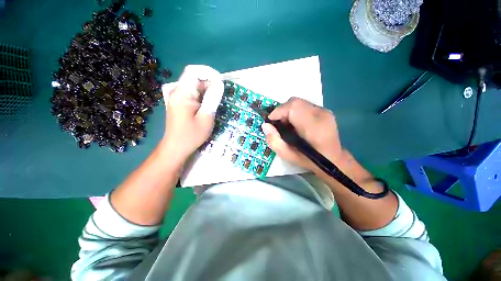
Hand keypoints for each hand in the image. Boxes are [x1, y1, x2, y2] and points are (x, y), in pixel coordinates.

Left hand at [161, 65, 223, 164]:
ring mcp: (177, 97)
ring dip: (207, 91)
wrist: (175, 147)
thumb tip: (219, 84)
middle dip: (209, 83)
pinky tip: (207, 106)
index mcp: (182, 94)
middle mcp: (177, 92)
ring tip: (215, 102)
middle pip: (194, 78)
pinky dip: (202, 96)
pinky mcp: (179, 103)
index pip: (193, 71)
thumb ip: (212, 99)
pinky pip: (192, 93)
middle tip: (220, 96)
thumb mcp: (206, 117)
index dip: (208, 72)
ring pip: (194, 86)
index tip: (220, 81)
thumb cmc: (191, 135)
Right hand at [262, 97, 343, 175]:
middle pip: (295, 102)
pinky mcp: (325, 111)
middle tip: (278, 124)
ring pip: (299, 102)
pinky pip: (305, 105)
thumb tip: (265, 125)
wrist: (333, 160)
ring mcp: (325, 111)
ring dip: (288, 111)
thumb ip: (274, 141)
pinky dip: (295, 111)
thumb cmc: (309, 160)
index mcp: (313, 127)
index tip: (271, 121)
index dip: (279, 111)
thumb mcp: (287, 156)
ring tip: (286, 124)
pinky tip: (295, 123)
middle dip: (282, 110)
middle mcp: (321, 114)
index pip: (293, 107)